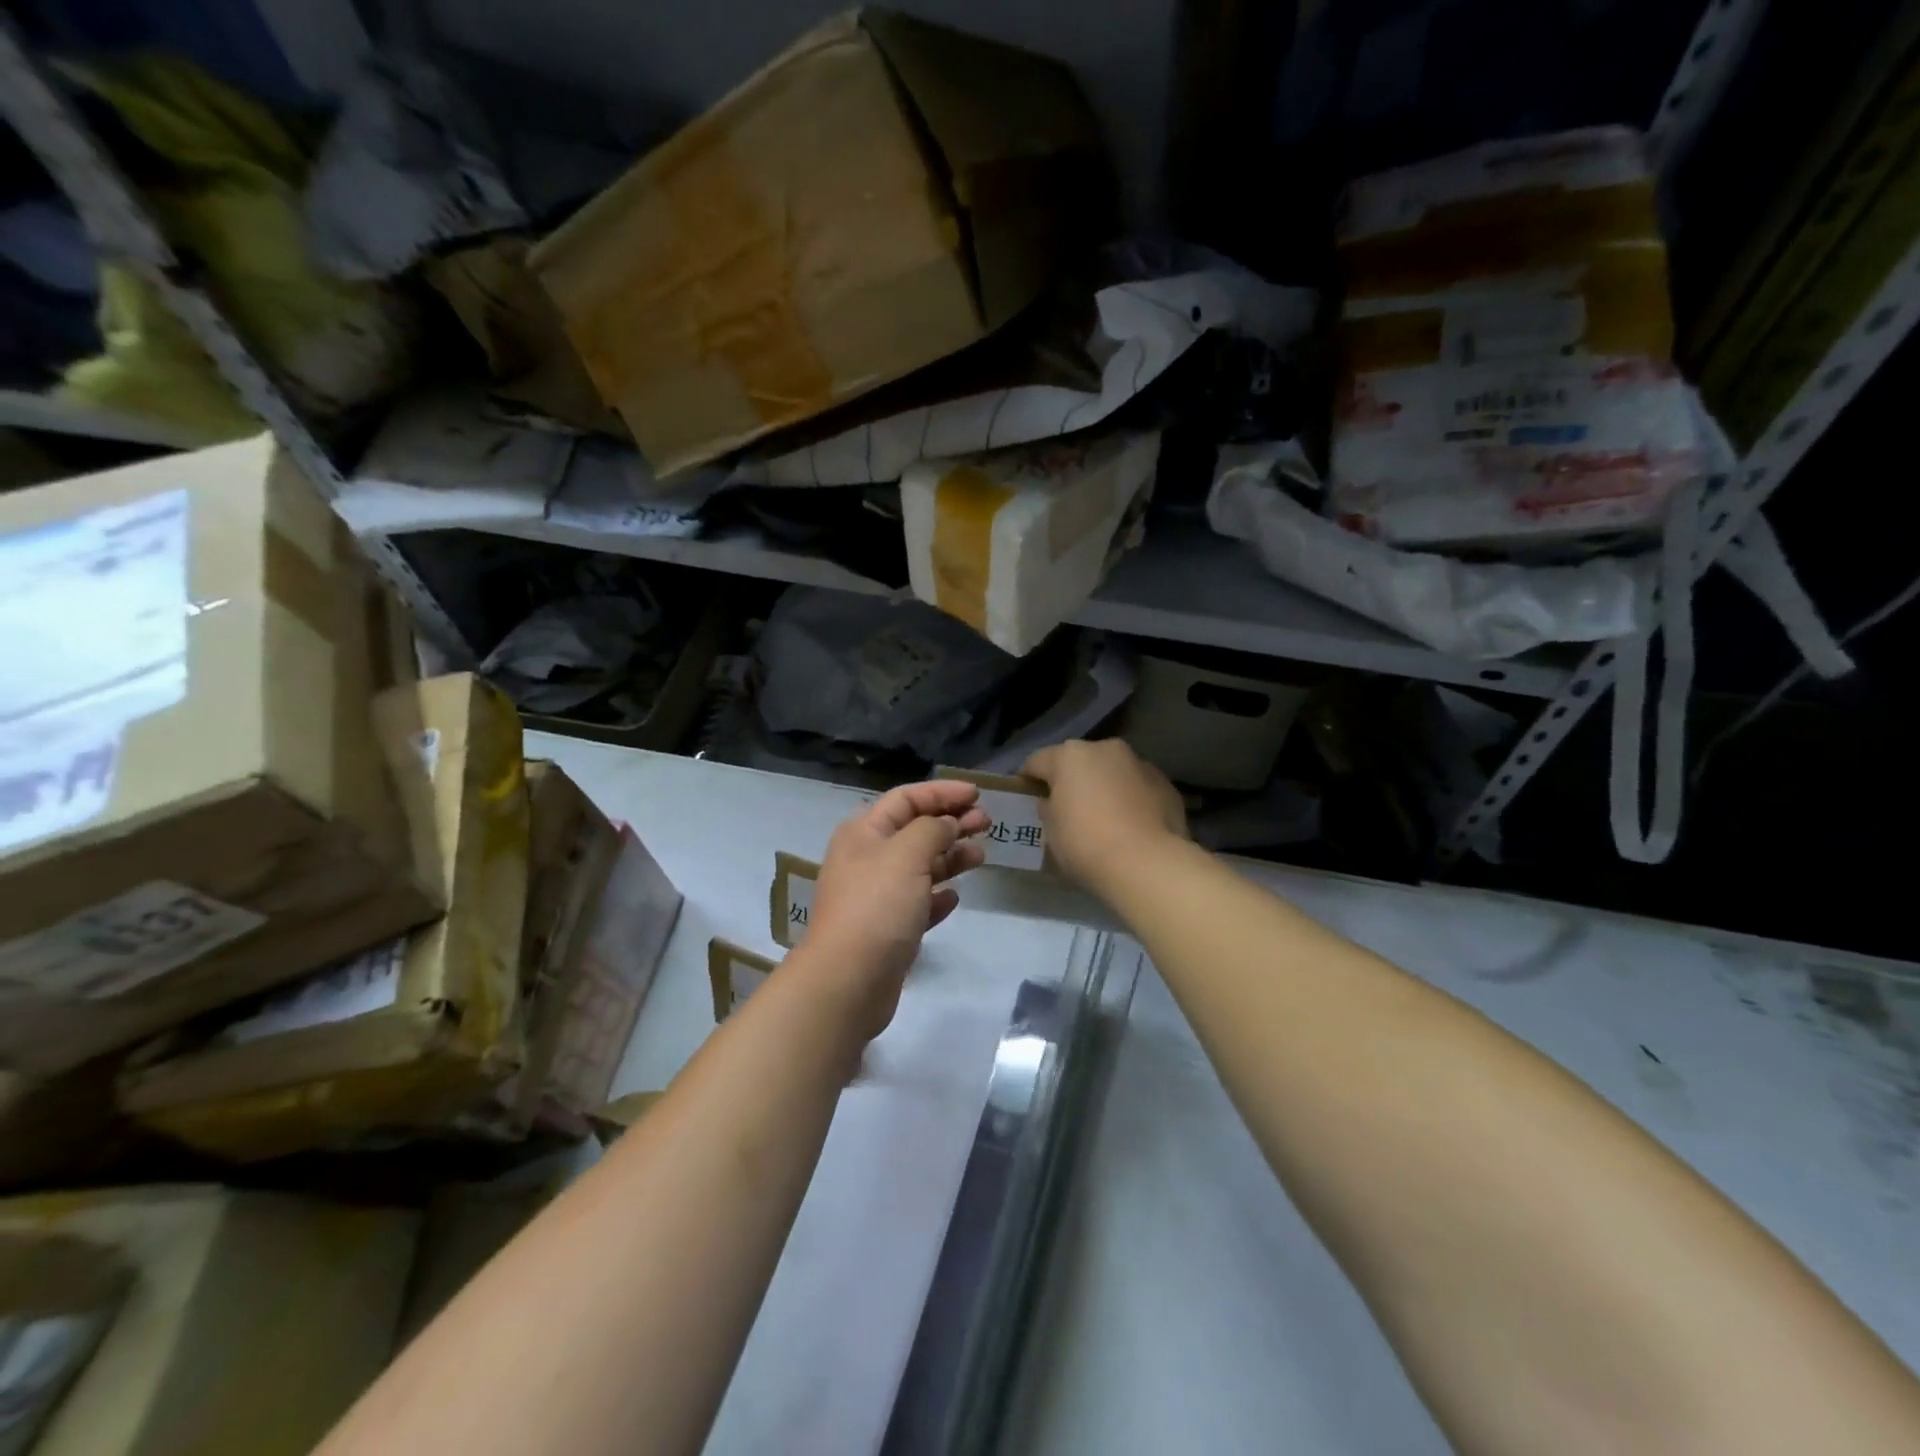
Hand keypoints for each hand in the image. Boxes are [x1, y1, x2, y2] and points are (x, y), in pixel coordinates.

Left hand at [801, 781, 989, 1039]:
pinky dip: (937, 896)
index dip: (941, 792)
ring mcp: (876, 896)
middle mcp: (867, 859)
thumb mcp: (907, 854)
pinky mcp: (888, 929)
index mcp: (864, 833)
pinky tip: (955, 897)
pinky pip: (918, 903)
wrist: (848, 981)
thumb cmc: (877, 906)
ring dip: (950, 857)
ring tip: (981, 856)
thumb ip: (932, 829)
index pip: (906, 798)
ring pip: (919, 866)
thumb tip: (946, 823)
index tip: (977, 794)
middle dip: (951, 822)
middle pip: (914, 830)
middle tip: (987, 822)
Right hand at [1023, 740, 1186, 893]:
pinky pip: (1137, 787)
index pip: (1037, 761)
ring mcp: (1139, 763)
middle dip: (1071, 780)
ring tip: (1104, 818)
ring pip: (1112, 771)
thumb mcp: (1051, 832)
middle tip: (1067, 809)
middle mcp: (1105, 749)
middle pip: (1079, 761)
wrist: (1148, 864)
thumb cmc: (1086, 845)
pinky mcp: (1165, 783)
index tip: (1027, 798)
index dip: (1029, 780)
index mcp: (1069, 756)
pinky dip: (1130, 799)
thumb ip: (1049, 809)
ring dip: (1104, 786)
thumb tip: (1054, 802)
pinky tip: (1131, 825)